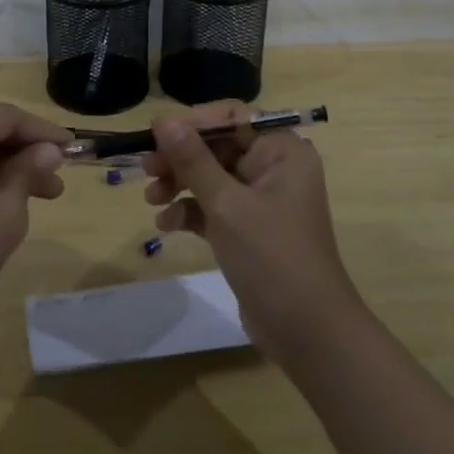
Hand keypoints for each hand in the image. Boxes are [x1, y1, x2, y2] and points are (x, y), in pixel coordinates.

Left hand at [0, 103, 67, 336]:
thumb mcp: (3, 214)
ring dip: (7, 169)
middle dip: (26, 153)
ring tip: (43, 196)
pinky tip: (5, 203)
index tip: (73, 149)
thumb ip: (27, 172)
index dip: (42, 132)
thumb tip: (48, 150)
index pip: (5, 116)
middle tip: (59, 179)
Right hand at [142, 101, 365, 362]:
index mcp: (281, 150)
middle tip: (146, 169)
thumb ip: (192, 159)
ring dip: (180, 184)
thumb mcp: (227, 205)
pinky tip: (166, 225)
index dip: (193, 123)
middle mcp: (274, 167)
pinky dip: (190, 211)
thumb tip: (162, 119)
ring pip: (211, 176)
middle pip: (218, 146)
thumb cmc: (272, 257)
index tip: (156, 134)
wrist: (308, 335)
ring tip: (152, 198)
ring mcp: (262, 200)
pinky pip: (213, 207)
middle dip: (180, 158)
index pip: (232, 118)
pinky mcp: (249, 230)